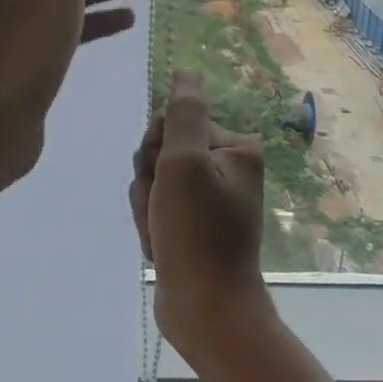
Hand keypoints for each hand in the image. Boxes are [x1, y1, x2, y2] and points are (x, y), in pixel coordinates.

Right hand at [129, 71, 272, 355]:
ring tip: (160, 233)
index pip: (174, 123)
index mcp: (235, 148)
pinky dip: (151, 225)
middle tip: (162, 211)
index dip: (158, 150)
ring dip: (147, 206)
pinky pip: (158, 208)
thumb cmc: (196, 232)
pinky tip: (159, 246)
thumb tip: (186, 71)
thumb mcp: (184, 163)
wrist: (206, 309)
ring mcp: (211, 199)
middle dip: (150, 181)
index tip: (165, 178)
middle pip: (163, 152)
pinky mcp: (195, 226)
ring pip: (155, 182)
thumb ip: (182, 114)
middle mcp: (227, 169)